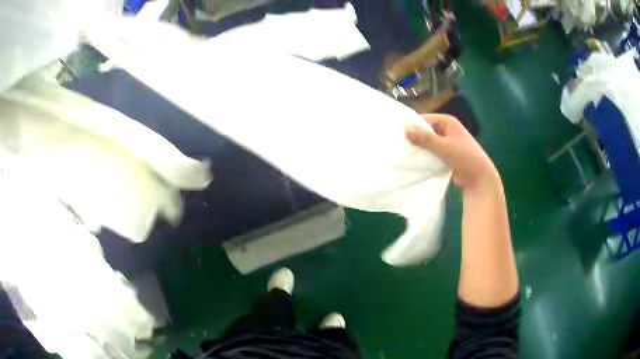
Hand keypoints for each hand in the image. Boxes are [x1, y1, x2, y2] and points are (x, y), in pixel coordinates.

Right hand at [405, 114, 499, 192]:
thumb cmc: (464, 157)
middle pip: (427, 130)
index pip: (425, 119)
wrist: (479, 178)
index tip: (399, 133)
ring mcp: (449, 143)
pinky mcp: (448, 155)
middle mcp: (448, 129)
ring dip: (421, 148)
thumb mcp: (443, 146)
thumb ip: (424, 138)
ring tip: (405, 153)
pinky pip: (434, 152)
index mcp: (448, 122)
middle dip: (416, 137)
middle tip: (400, 144)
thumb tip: (405, 128)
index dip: (413, 125)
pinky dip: (427, 156)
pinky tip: (416, 161)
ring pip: (430, 143)